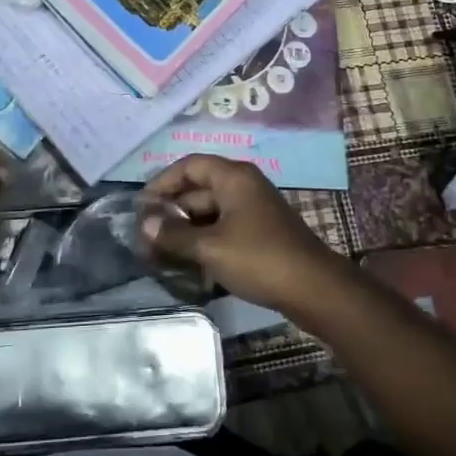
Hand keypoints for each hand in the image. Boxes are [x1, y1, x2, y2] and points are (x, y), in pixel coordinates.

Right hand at [139, 155, 350, 318]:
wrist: (314, 289)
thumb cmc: (259, 258)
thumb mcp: (211, 247)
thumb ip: (175, 235)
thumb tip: (144, 225)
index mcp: (233, 177)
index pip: (189, 165)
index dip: (162, 182)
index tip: (141, 206)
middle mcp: (243, 186)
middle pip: (198, 189)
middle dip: (171, 211)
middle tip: (145, 236)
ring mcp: (253, 210)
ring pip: (209, 212)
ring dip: (186, 229)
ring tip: (160, 253)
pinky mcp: (259, 233)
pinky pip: (223, 229)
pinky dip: (204, 241)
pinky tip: (188, 264)